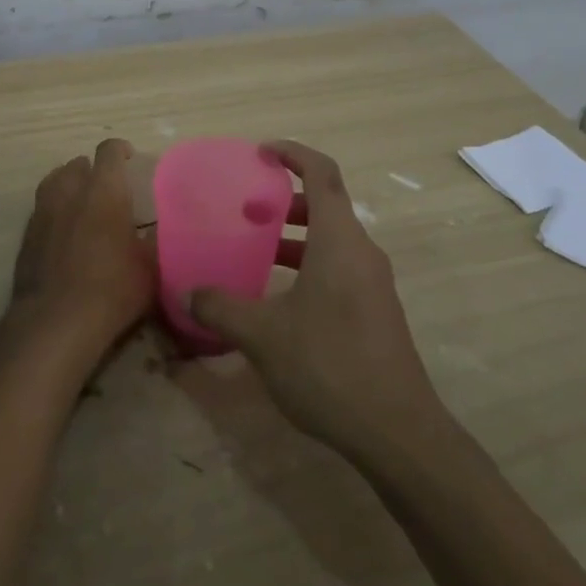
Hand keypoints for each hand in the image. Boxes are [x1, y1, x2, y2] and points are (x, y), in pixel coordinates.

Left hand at [9, 138, 155, 363]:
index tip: (130, 158)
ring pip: (54, 183)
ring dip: (68, 185)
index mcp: (104, 190)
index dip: (120, 150)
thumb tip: (157, 232)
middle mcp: (70, 192)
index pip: (109, 151)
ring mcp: (42, 213)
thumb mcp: (150, 268)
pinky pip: (41, 210)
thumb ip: (153, 242)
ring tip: (81, 203)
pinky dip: (53, 213)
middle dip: (92, 170)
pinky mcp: (26, 237)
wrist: (56, 322)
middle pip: (77, 164)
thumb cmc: (112, 289)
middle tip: (106, 188)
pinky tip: (63, 234)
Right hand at [188, 140, 444, 461]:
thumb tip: (187, 293)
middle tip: (249, 211)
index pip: (322, 172)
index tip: (262, 152)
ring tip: (258, 252)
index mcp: (339, 240)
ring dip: (297, 237)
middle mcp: (362, 251)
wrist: (398, 433)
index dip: (293, 153)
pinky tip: (282, 300)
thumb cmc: (330, 366)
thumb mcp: (264, 336)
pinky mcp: (376, 311)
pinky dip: (310, 264)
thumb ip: (221, 308)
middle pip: (327, 205)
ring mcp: (374, 283)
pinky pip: (340, 267)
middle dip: (287, 201)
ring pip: (332, 240)